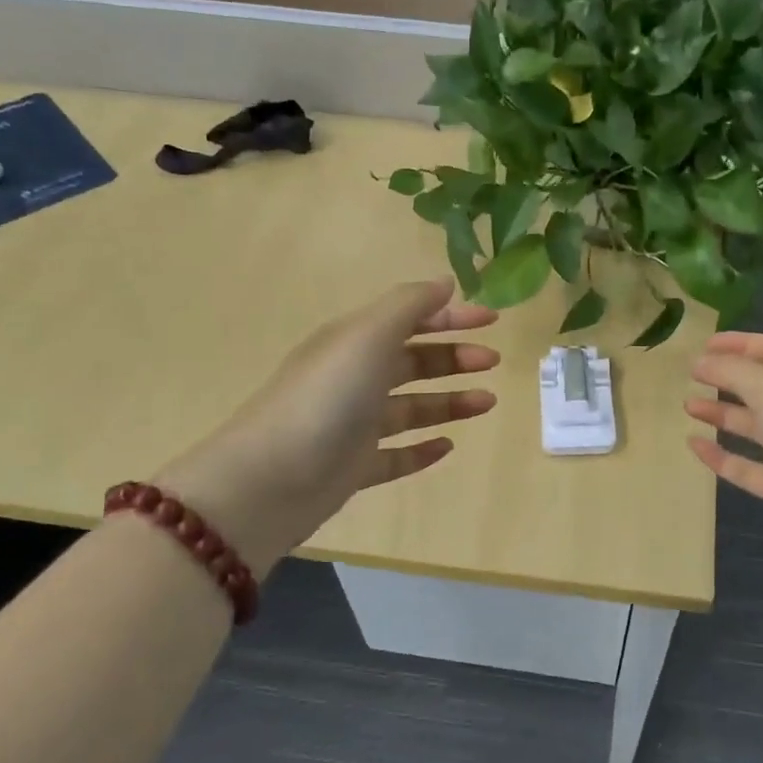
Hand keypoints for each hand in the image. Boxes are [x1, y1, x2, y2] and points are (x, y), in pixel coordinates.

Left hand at [157, 280, 498, 568]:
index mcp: (354, 342)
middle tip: (492, 362)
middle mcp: (354, 379)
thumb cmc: (326, 397)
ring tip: (487, 403)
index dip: (451, 316)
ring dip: (449, 402)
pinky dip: (422, 449)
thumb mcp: (368, 336)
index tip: (492, 320)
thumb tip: (445, 283)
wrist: (270, 480)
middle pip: (412, 362)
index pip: (409, 319)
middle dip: (454, 357)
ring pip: (411, 408)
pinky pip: (396, 455)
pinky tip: (448, 447)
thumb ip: (409, 305)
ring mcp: (353, 425)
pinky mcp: (354, 467)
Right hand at [686, 332, 762, 651]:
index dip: (740, 344)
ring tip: (688, 406)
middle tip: (691, 376)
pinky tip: (694, 446)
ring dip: (722, 414)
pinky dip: (722, 455)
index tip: (702, 345)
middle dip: (727, 379)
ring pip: (755, 426)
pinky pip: (748, 465)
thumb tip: (701, 360)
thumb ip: (734, 371)